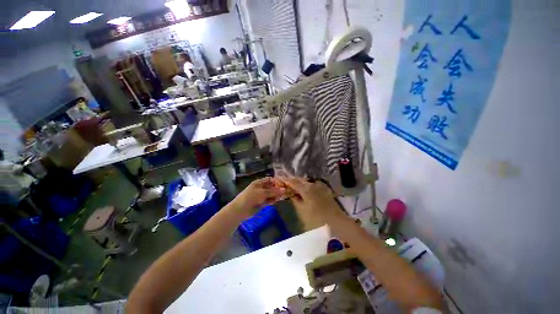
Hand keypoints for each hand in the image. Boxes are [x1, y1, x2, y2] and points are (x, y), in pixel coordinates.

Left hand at [230, 177, 285, 218]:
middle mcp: (260, 188)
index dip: (276, 181)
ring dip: (275, 195)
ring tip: (281, 197)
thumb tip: (284, 189)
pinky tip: (275, 201)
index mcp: (259, 183)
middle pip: (271, 187)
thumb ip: (273, 191)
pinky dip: (272, 200)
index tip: (283, 185)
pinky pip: (268, 200)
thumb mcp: (263, 192)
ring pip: (270, 194)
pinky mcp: (261, 203)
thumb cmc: (251, 197)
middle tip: (285, 192)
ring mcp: (261, 196)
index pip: (270, 180)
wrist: (241, 209)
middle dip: (277, 189)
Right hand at [277, 177, 342, 228]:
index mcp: (306, 189)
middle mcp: (312, 184)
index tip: (279, 178)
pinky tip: (304, 189)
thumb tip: (291, 194)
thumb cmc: (317, 218)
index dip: (286, 180)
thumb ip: (295, 200)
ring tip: (294, 186)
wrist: (335, 220)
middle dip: (292, 181)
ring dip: (299, 183)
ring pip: (306, 182)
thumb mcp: (302, 210)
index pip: (293, 182)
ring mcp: (319, 185)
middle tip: (286, 182)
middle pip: (300, 180)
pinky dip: (306, 185)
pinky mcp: (324, 188)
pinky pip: (312, 184)